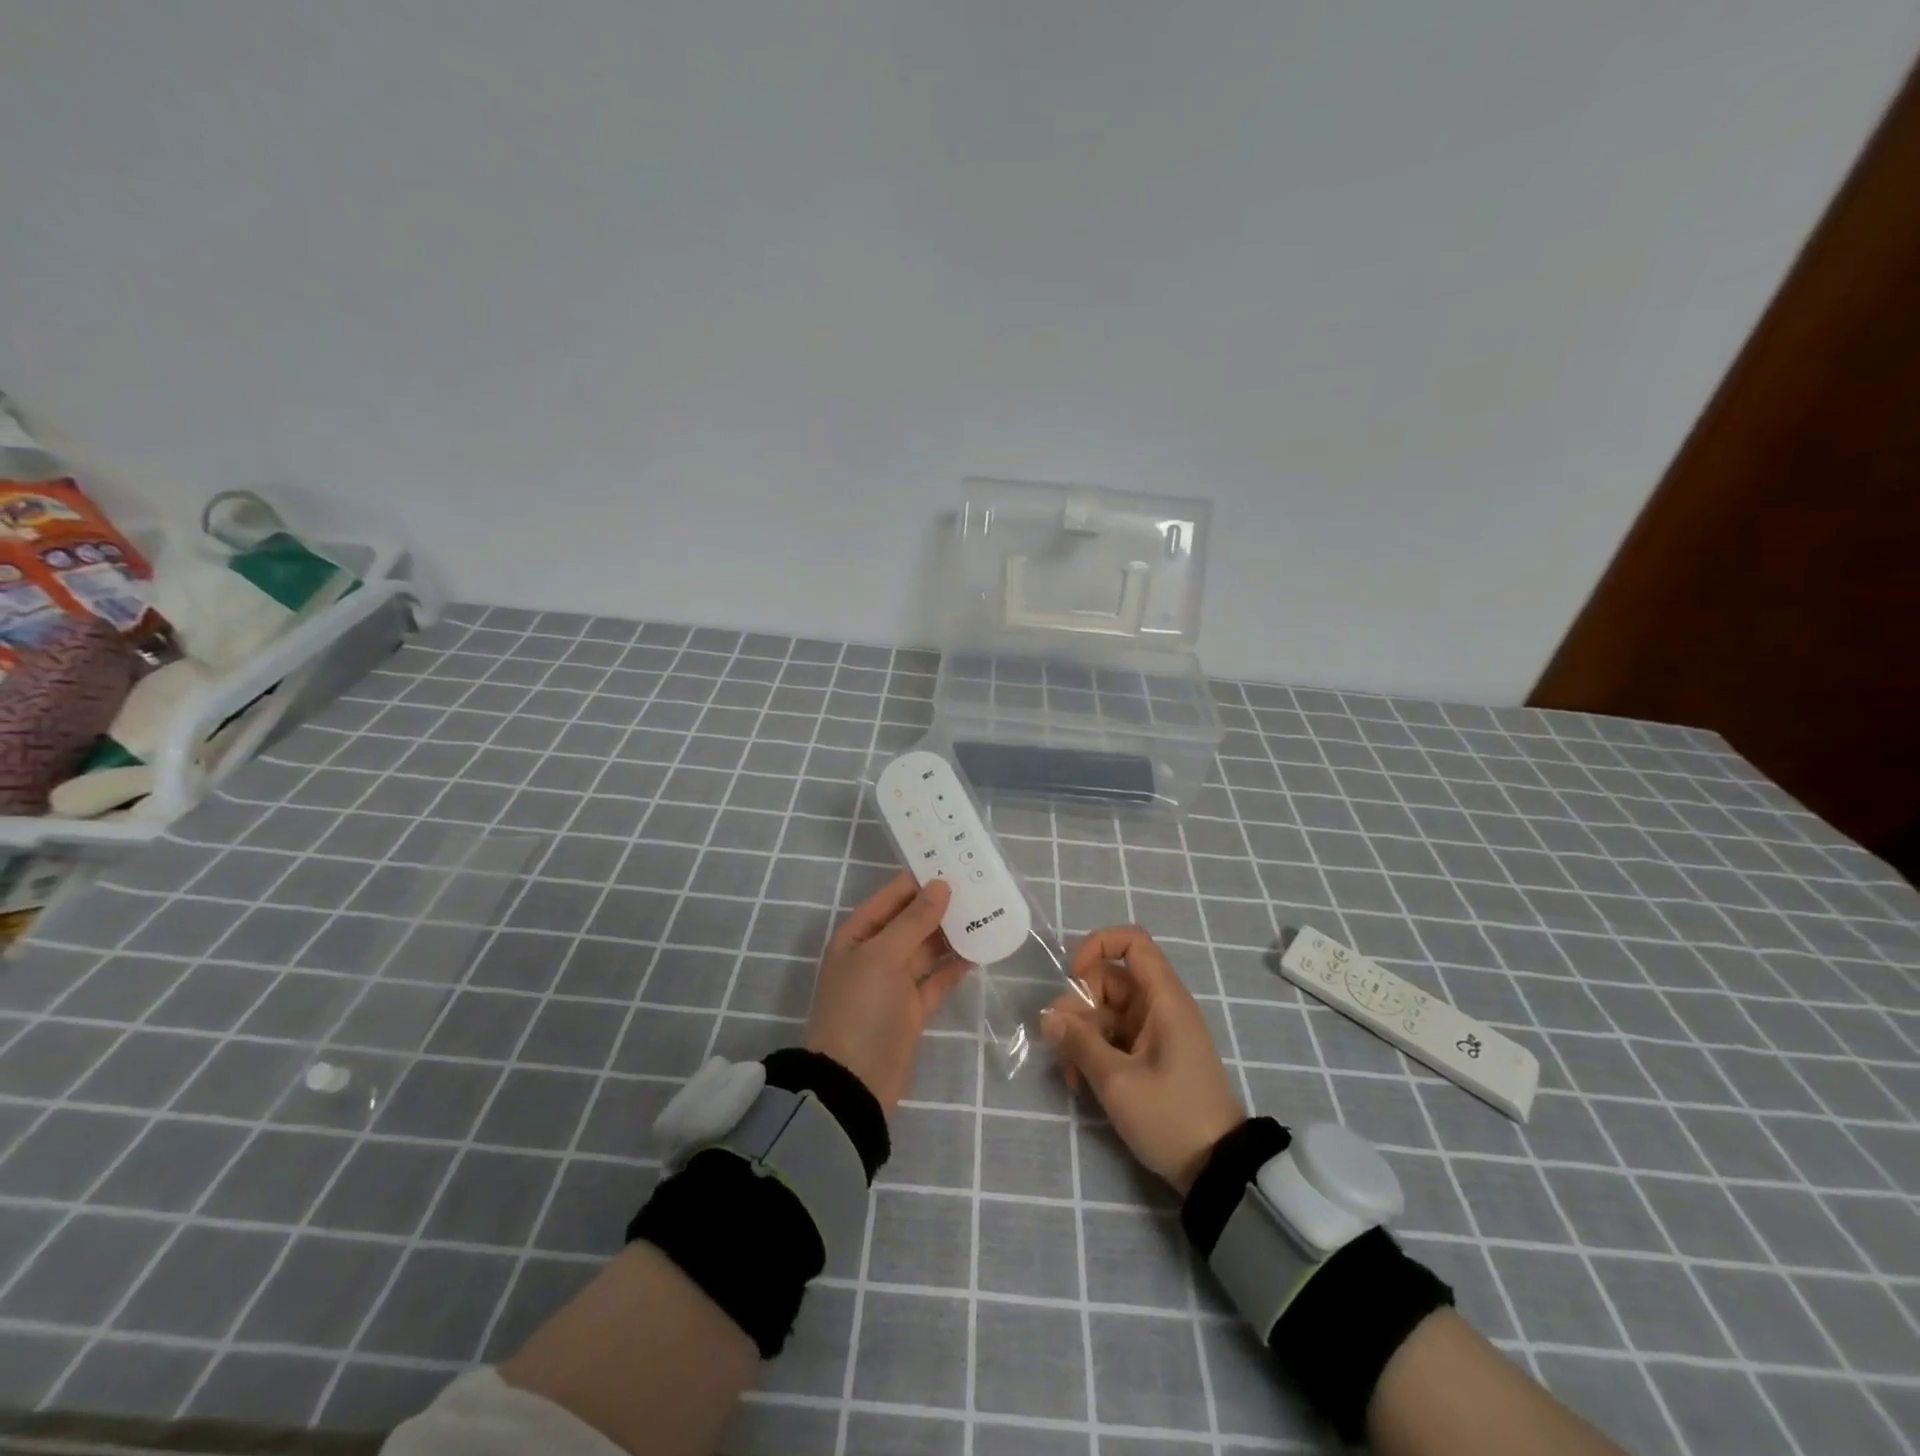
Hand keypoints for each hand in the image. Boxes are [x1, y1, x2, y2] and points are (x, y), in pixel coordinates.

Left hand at [806, 871, 970, 1113]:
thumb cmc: (861, 1009)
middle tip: (979, 885)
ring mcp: (894, 983)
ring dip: (952, 933)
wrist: (855, 1083)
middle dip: (941, 905)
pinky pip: (937, 978)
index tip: (954, 863)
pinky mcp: (913, 1008)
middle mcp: (875, 955)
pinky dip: (956, 965)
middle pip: (911, 921)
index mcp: (857, 936)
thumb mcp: (882, 957)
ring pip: (927, 948)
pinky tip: (981, 949)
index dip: (919, 881)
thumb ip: (913, 921)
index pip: (891, 897)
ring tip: (986, 912)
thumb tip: (941, 885)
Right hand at [1041, 925, 1245, 1194]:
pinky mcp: (1151, 1054)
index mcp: (1164, 999)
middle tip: (1064, 1043)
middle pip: (1109, 979)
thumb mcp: (1118, 1082)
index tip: (1073, 977)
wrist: (1218, 1171)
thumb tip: (1048, 1016)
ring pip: (1106, 1010)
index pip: (1132, 942)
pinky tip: (1081, 1082)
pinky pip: (1114, 1035)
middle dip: (1079, 1006)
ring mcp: (1156, 1031)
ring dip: (1082, 1034)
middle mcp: (1160, 1006)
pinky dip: (1095, 1051)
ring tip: (1071, 1075)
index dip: (1098, 946)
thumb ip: (1080, 1043)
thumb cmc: (1172, 1118)